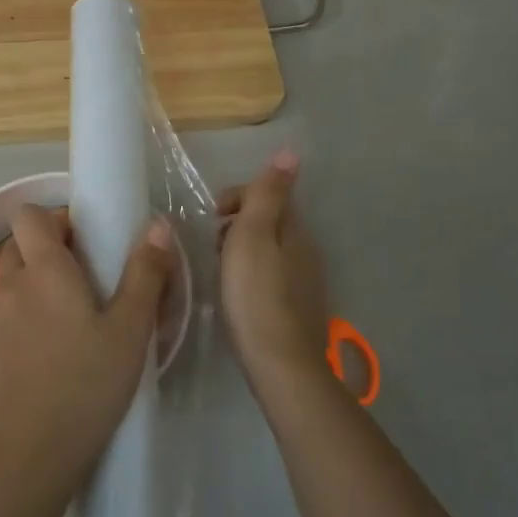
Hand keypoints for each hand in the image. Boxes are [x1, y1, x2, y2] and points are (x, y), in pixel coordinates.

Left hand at [0, 204, 173, 502]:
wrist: (33, 454)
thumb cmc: (88, 383)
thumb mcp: (131, 329)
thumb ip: (145, 273)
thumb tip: (156, 224)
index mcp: (44, 271)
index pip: (28, 215)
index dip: (54, 218)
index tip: (85, 240)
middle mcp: (11, 287)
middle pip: (19, 246)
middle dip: (49, 250)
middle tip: (88, 278)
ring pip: (12, 282)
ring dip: (37, 284)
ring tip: (73, 317)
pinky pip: (6, 315)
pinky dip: (26, 316)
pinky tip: (53, 352)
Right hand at [218, 149, 329, 393]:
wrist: (281, 365)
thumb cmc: (256, 296)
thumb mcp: (253, 237)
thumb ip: (268, 194)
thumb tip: (291, 151)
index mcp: (294, 230)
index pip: (268, 194)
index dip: (235, 197)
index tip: (211, 219)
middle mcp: (306, 250)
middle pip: (269, 221)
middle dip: (237, 224)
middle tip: (211, 247)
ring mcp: (305, 281)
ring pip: (270, 250)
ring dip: (243, 249)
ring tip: (219, 271)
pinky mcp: (298, 308)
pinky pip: (272, 275)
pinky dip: (251, 274)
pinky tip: (238, 295)